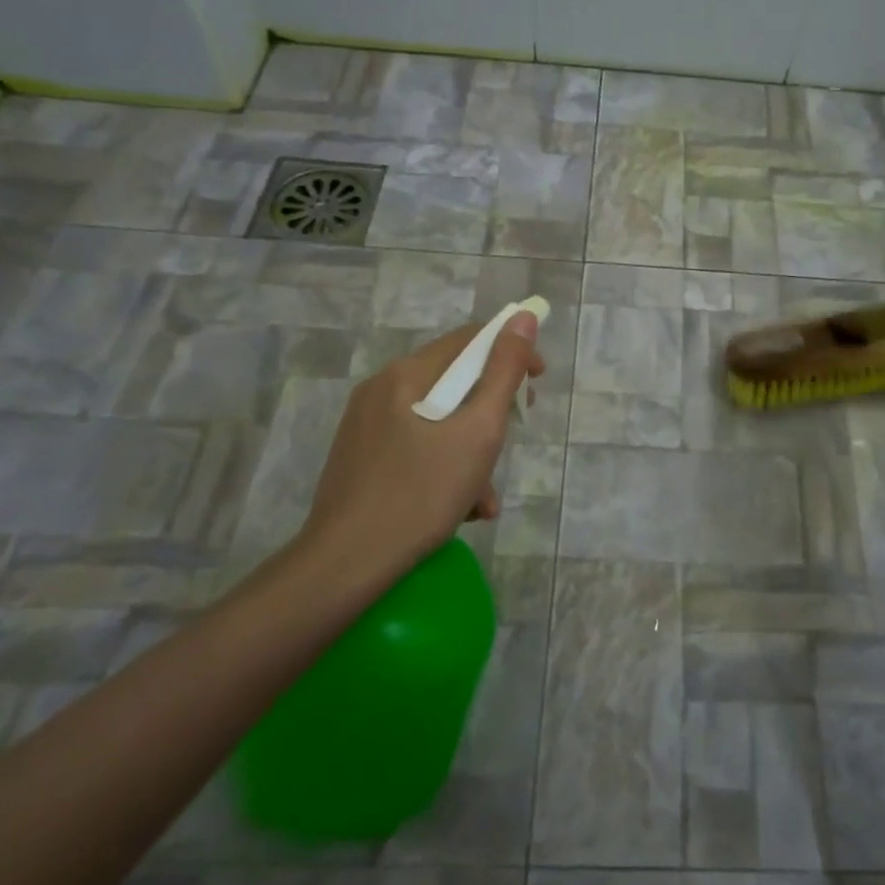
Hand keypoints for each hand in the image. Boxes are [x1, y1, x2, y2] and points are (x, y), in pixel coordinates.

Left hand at [285, 313, 544, 598]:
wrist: (346, 566)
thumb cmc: (421, 494)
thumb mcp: (478, 431)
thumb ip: (504, 372)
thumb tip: (523, 319)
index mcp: (406, 375)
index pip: (470, 341)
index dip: (512, 354)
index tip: (538, 385)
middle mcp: (381, 391)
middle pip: (453, 383)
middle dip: (492, 411)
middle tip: (513, 438)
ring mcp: (366, 427)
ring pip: (438, 421)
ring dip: (472, 450)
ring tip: (486, 497)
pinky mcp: (362, 460)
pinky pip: (417, 447)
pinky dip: (445, 468)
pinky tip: (460, 509)